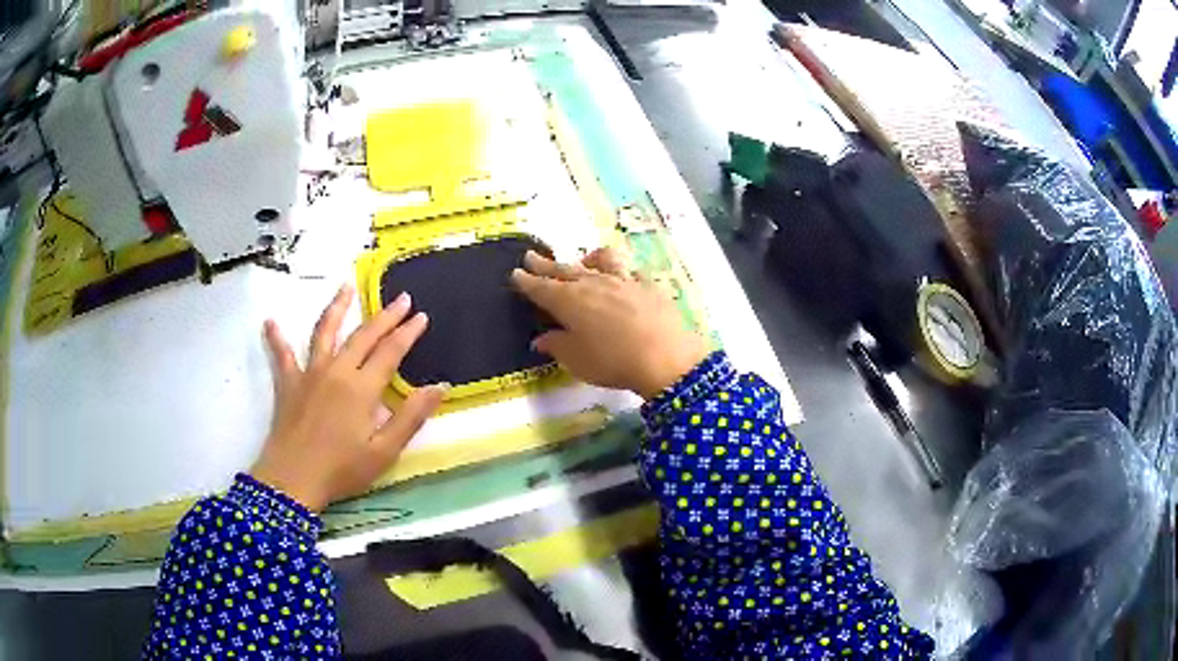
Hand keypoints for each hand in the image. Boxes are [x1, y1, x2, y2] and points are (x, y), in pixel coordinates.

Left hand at [251, 285, 445, 511]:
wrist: (293, 481)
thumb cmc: (342, 470)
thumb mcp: (384, 452)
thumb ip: (411, 417)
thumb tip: (440, 386)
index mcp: (362, 388)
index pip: (390, 351)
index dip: (408, 332)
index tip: (422, 316)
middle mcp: (336, 370)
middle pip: (363, 335)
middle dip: (385, 315)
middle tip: (402, 298)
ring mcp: (309, 373)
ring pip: (324, 331)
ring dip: (337, 307)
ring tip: (346, 286)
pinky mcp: (288, 383)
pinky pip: (281, 355)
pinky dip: (276, 337)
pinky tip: (270, 322)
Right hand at [512, 248, 708, 398]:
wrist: (666, 356)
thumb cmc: (613, 361)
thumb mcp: (576, 360)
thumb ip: (557, 345)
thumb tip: (541, 339)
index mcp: (569, 301)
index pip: (541, 288)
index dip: (526, 281)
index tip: (516, 273)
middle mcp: (593, 283)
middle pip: (564, 270)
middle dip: (546, 264)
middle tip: (531, 256)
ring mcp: (623, 280)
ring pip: (600, 261)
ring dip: (587, 259)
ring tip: (583, 260)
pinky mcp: (648, 285)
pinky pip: (630, 271)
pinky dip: (621, 271)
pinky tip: (624, 277)